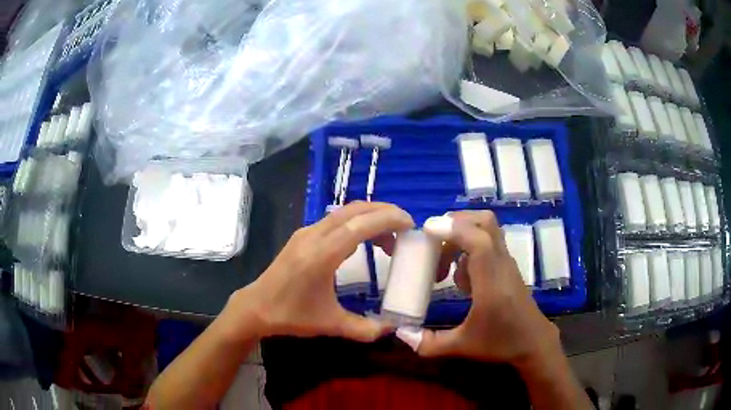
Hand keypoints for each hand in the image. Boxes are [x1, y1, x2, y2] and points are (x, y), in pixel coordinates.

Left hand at [225, 201, 413, 341]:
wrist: (256, 307)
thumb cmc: (291, 315)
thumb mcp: (330, 325)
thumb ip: (364, 329)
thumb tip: (393, 329)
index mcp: (322, 255)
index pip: (360, 225)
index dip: (388, 219)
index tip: (410, 224)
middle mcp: (314, 236)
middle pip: (354, 210)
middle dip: (384, 212)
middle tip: (405, 226)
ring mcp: (306, 233)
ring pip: (344, 212)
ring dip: (370, 217)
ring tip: (389, 239)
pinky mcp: (303, 236)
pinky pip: (335, 220)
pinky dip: (356, 223)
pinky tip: (364, 242)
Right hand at [397, 211, 560, 366]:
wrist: (533, 343)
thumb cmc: (501, 344)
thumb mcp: (462, 346)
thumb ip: (429, 343)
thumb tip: (400, 333)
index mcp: (491, 282)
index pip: (478, 241)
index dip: (453, 229)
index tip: (427, 231)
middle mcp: (501, 265)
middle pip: (485, 222)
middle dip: (455, 223)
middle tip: (433, 242)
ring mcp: (506, 263)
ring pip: (487, 230)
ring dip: (461, 238)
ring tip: (444, 269)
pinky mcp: (507, 267)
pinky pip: (487, 244)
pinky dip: (469, 250)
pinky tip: (462, 280)